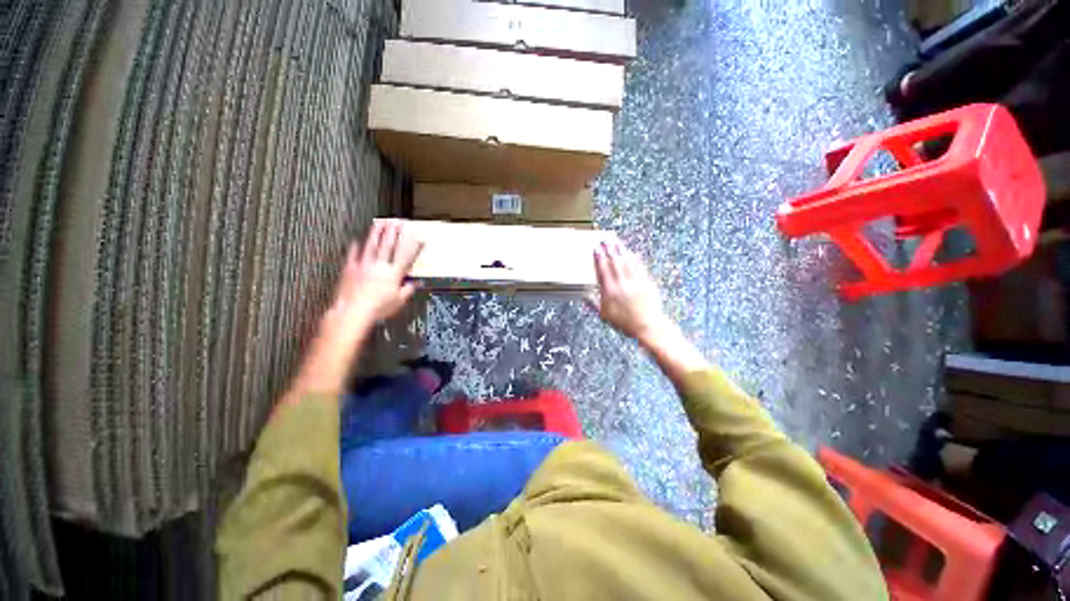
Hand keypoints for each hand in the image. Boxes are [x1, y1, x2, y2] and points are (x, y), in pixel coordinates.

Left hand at [330, 219, 423, 325]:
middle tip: (397, 221)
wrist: (353, 311)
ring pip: (371, 246)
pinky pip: (352, 255)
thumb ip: (408, 290)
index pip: (405, 256)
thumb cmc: (378, 308)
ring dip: (376, 233)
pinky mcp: (350, 269)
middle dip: (394, 232)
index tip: (417, 236)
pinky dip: (354, 247)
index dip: (413, 246)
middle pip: (388, 245)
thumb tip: (416, 283)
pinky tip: (355, 240)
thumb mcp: (399, 301)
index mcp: (393, 274)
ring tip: (380, 223)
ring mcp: (363, 265)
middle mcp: (379, 266)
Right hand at [590, 238, 670, 344]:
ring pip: (627, 261)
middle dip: (609, 249)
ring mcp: (635, 281)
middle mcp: (622, 284)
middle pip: (614, 262)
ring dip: (620, 249)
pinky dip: (634, 257)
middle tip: (604, 239)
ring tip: (615, 240)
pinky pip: (639, 266)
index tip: (596, 249)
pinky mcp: (646, 282)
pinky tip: (630, 252)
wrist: (648, 327)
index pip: (603, 270)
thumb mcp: (605, 316)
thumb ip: (594, 303)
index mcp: (610, 292)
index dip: (599, 258)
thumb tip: (585, 295)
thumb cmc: (625, 324)